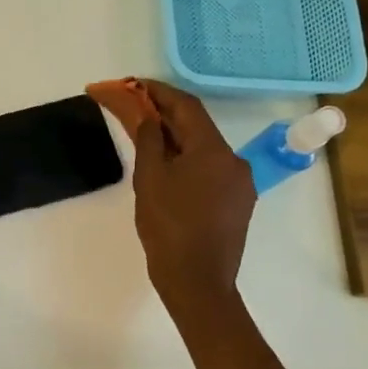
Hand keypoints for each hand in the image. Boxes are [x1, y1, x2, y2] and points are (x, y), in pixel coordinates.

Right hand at [131, 79, 255, 305]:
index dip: (156, 91)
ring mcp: (238, 184)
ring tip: (140, 133)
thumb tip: (147, 115)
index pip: (185, 106)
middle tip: (129, 105)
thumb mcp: (150, 178)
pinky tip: (163, 165)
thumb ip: (149, 139)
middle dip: (161, 113)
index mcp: (214, 150)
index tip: (131, 84)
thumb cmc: (169, 228)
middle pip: (195, 125)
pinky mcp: (235, 203)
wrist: (198, 283)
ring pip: (201, 148)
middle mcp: (233, 161)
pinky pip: (207, 169)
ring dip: (172, 136)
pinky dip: (184, 159)